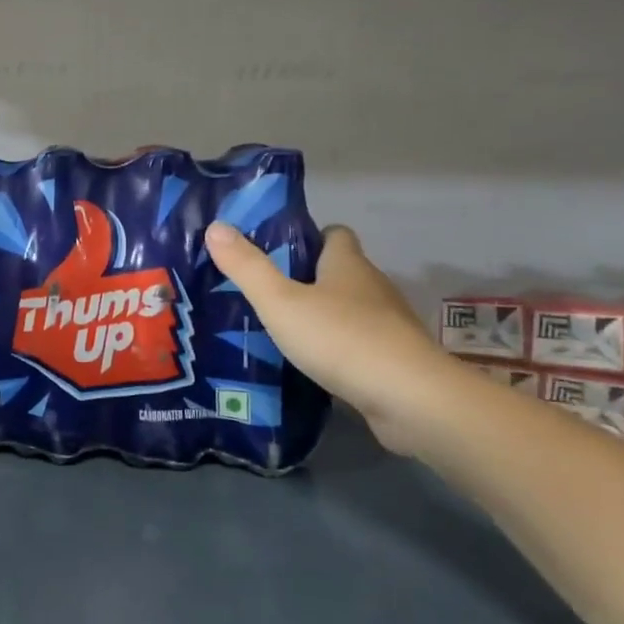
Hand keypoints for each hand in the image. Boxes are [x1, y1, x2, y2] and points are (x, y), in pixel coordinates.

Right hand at [205, 221, 448, 453]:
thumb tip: (215, 225)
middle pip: (339, 273)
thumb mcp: (281, 302)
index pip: (334, 234)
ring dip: (320, 317)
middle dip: (305, 279)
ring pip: (347, 310)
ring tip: (279, 330)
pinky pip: (356, 345)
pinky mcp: (391, 360)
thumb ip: (247, 267)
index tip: (275, 251)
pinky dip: (334, 349)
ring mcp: (386, 326)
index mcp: (347, 265)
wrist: (409, 398)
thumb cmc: (341, 339)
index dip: (308, 237)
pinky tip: (308, 365)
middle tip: (263, 293)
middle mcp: (372, 288)